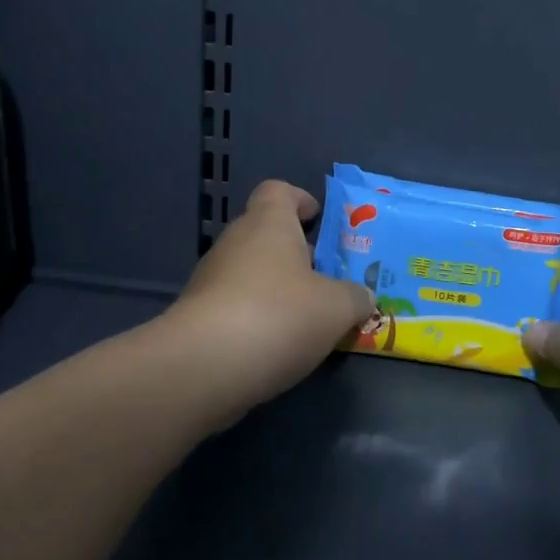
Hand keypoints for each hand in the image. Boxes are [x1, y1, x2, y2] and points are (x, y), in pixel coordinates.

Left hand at [167, 180, 373, 421]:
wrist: (203, 368)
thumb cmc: (279, 315)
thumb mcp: (338, 307)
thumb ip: (356, 297)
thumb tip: (361, 297)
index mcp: (269, 224)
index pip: (279, 191)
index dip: (301, 200)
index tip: (320, 219)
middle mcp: (235, 243)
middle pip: (267, 235)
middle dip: (297, 254)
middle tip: (329, 279)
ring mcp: (210, 281)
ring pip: (252, 274)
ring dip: (279, 291)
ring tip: (310, 320)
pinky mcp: (197, 319)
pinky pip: (237, 308)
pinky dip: (259, 320)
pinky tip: (280, 346)